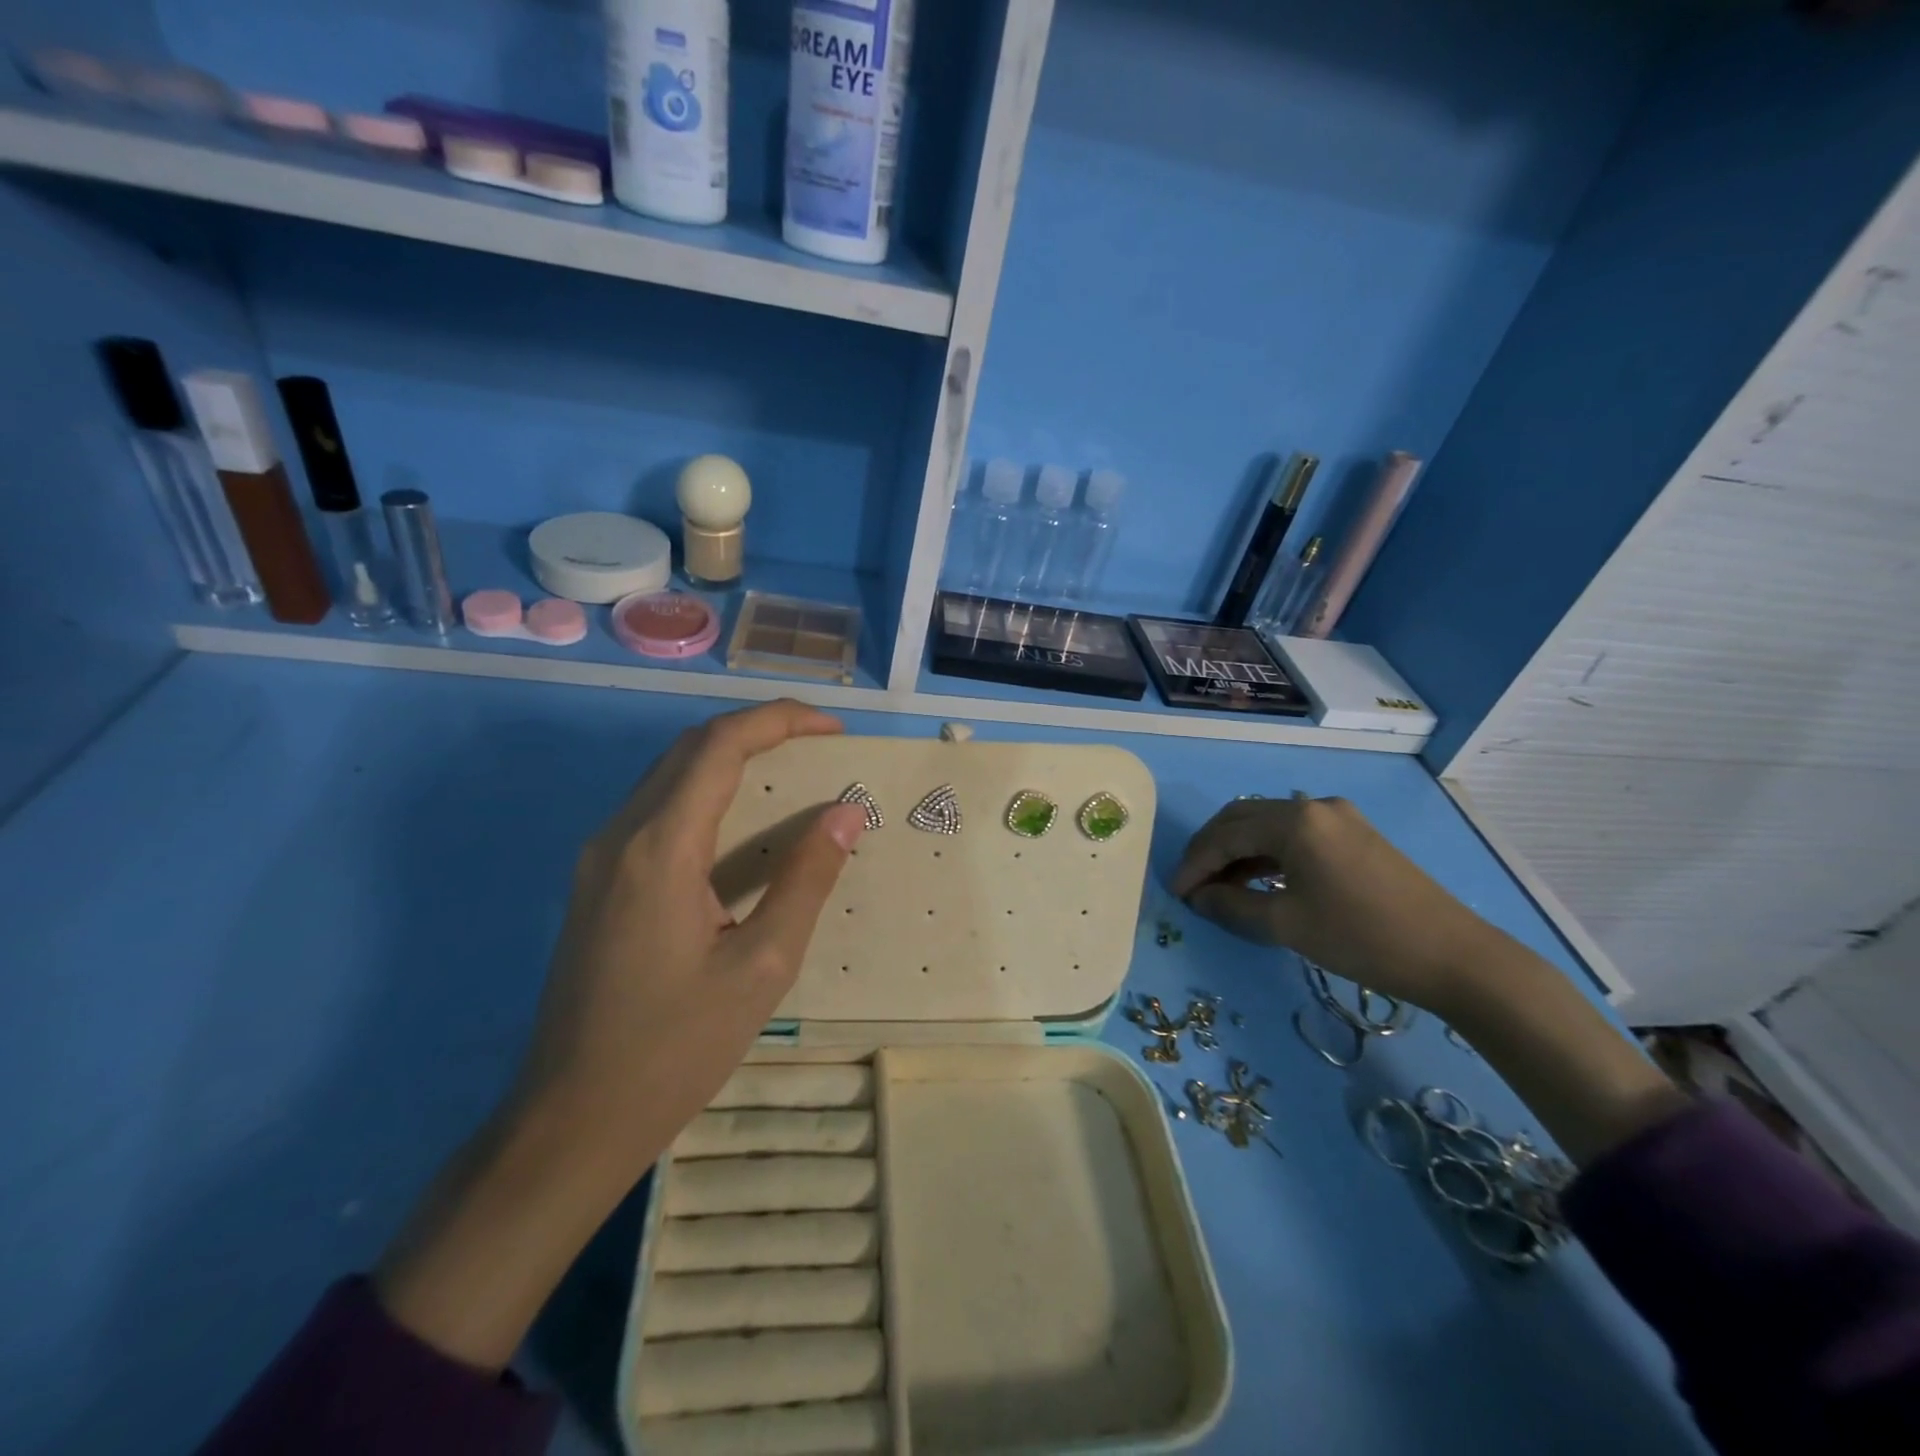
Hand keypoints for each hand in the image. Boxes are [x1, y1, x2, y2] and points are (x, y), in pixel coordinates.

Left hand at [378, 700, 866, 1369]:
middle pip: (690, 748)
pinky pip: (656, 810)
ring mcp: (600, 858)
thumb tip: (846, 813)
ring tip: (790, 769)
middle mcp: (621, 835)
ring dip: (729, 757)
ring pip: (669, 774)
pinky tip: (742, 822)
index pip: (720, 746)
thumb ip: (806, 879)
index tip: (833, 729)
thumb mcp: (762, 965)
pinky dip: (706, 791)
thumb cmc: (676, 1047)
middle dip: (758, 729)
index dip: (780, 721)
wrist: (571, 1120)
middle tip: (818, 742)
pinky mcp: (596, 883)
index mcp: (660, 848)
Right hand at [1170, 793, 1495, 1015]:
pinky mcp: (1355, 835)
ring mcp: (1338, 817)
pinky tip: (1257, 880)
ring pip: (1268, 825)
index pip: (1226, 835)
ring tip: (1218, 887)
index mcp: (1294, 820)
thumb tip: (1198, 898)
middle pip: (1243, 819)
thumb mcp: (1286, 925)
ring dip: (1238, 852)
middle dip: (1211, 850)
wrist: (1454, 956)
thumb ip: (1232, 907)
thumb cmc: (1361, 937)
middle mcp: (1313, 806)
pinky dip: (1267, 855)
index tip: (1174, 893)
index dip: (1194, 864)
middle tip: (1191, 884)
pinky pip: (1295, 836)